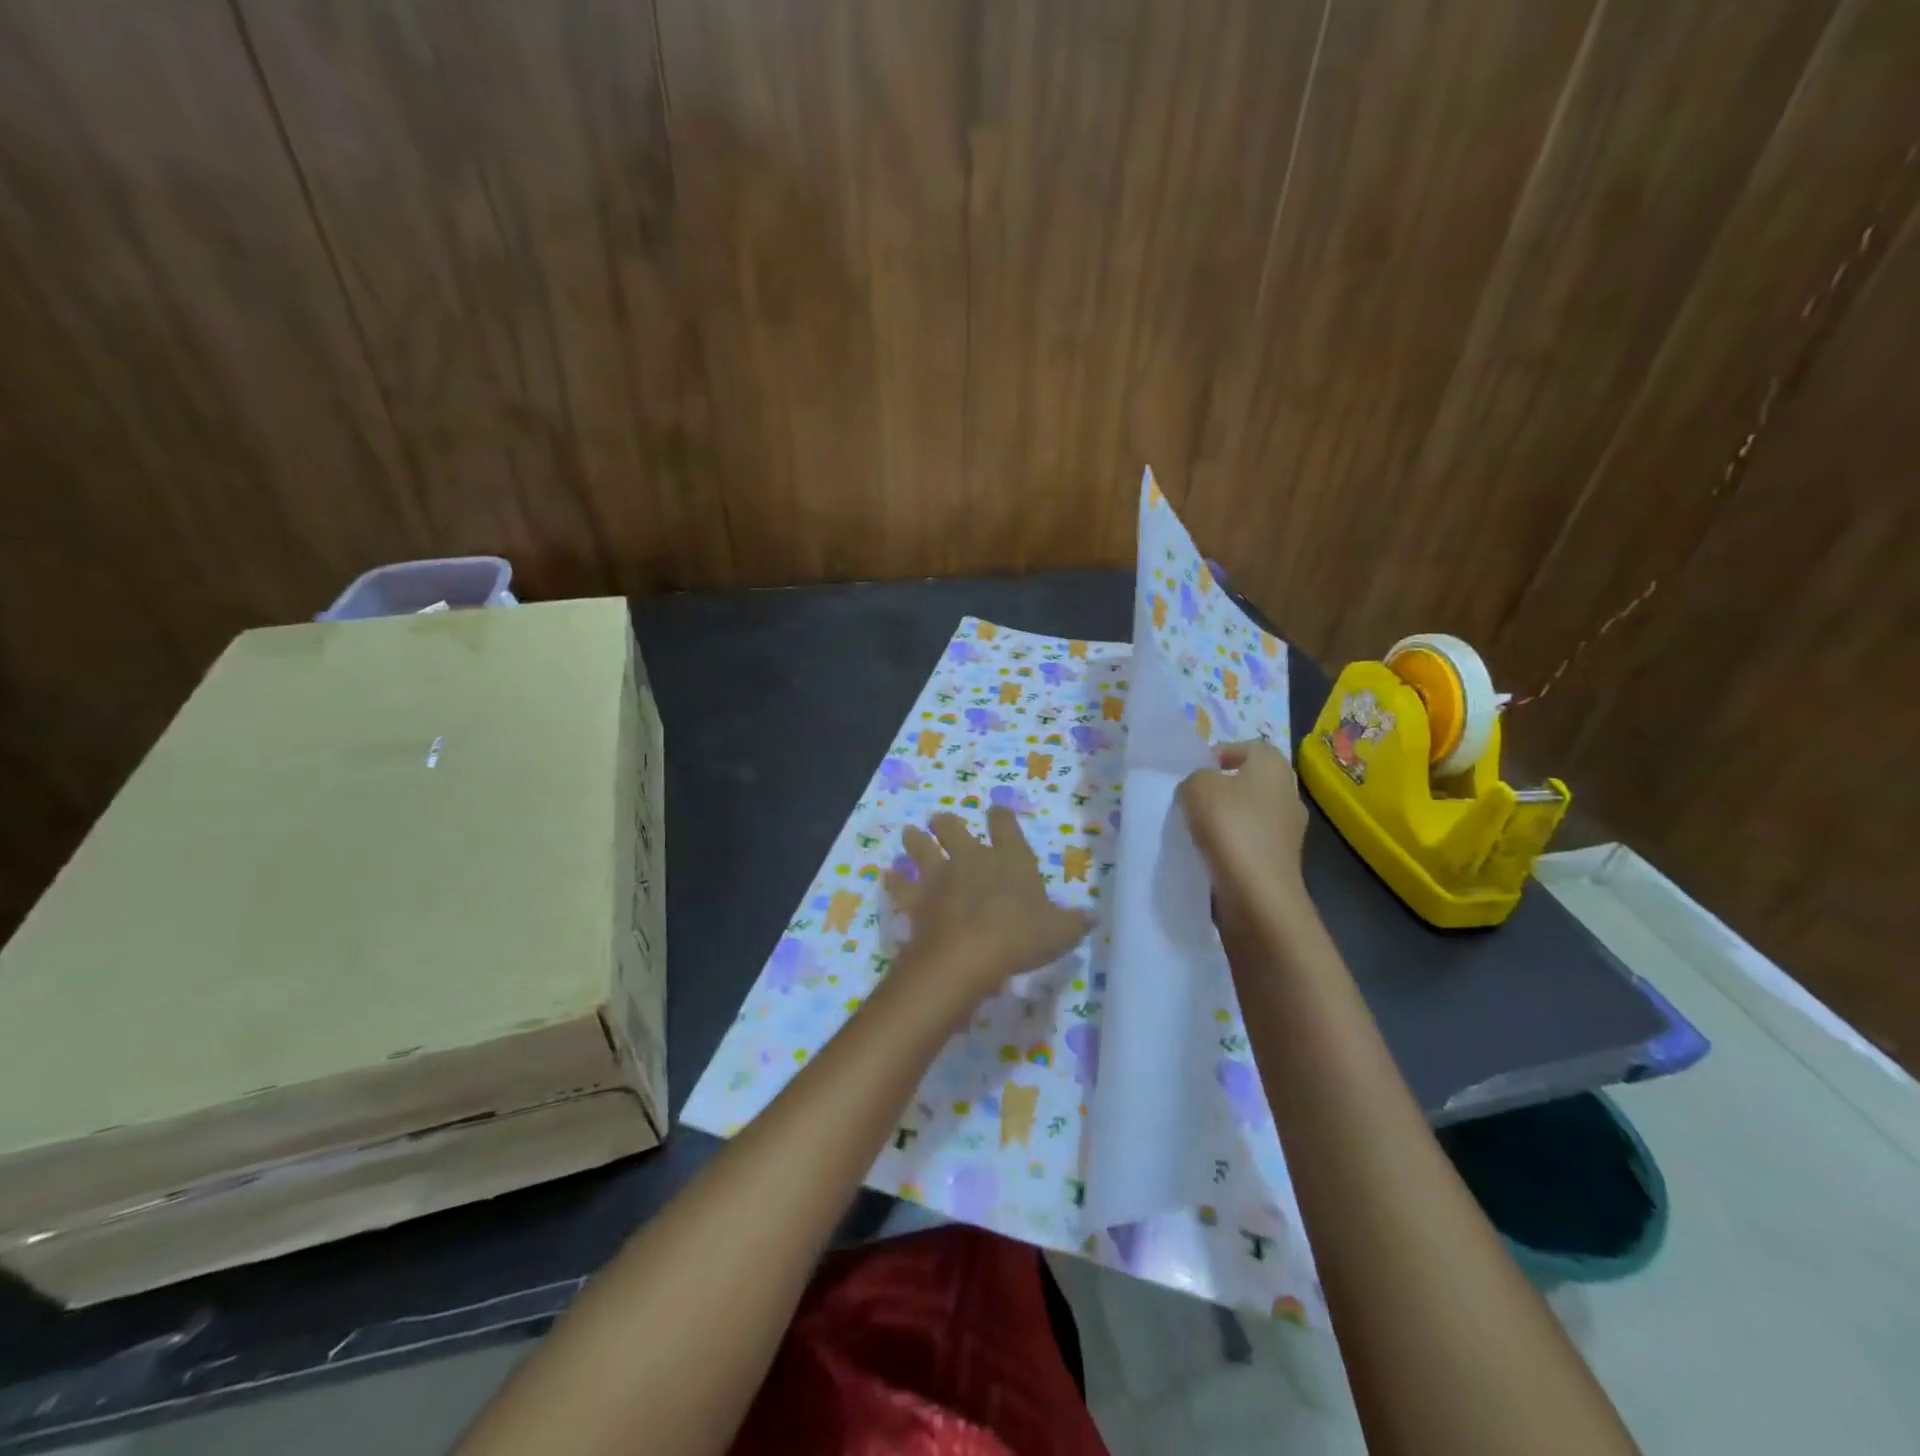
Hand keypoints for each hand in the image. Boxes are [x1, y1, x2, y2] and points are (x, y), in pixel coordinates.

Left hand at [884, 808, 1091, 1019]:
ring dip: (915, 841)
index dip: (1000, 816)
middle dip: (946, 824)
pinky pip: (900, 885)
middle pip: (953, 829)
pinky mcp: (916, 899)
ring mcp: (939, 876)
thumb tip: (1091, 918)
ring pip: (921, 848)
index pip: (1005, 825)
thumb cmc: (1020, 937)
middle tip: (940, 821)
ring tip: (910, 834)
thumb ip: (1073, 923)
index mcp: (1009, 859)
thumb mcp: (1059, 933)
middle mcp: (971, 858)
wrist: (968, 954)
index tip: (996, 811)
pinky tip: (889, 876)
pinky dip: (895, 881)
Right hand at [1179, 739, 1308, 928]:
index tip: (1195, 771)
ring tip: (1194, 830)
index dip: (1221, 753)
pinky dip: (1231, 845)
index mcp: (1274, 767)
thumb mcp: (1197, 787)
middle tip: (1192, 800)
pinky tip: (1208, 854)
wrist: (1257, 892)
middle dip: (1222, 789)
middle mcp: (1289, 794)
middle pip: (1251, 782)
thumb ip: (1196, 778)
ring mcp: (1289, 831)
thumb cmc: (1230, 826)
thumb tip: (1202, 788)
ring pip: (1250, 814)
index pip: (1250, 747)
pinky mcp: (1281, 861)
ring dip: (1225, 819)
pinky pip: (1250, 843)